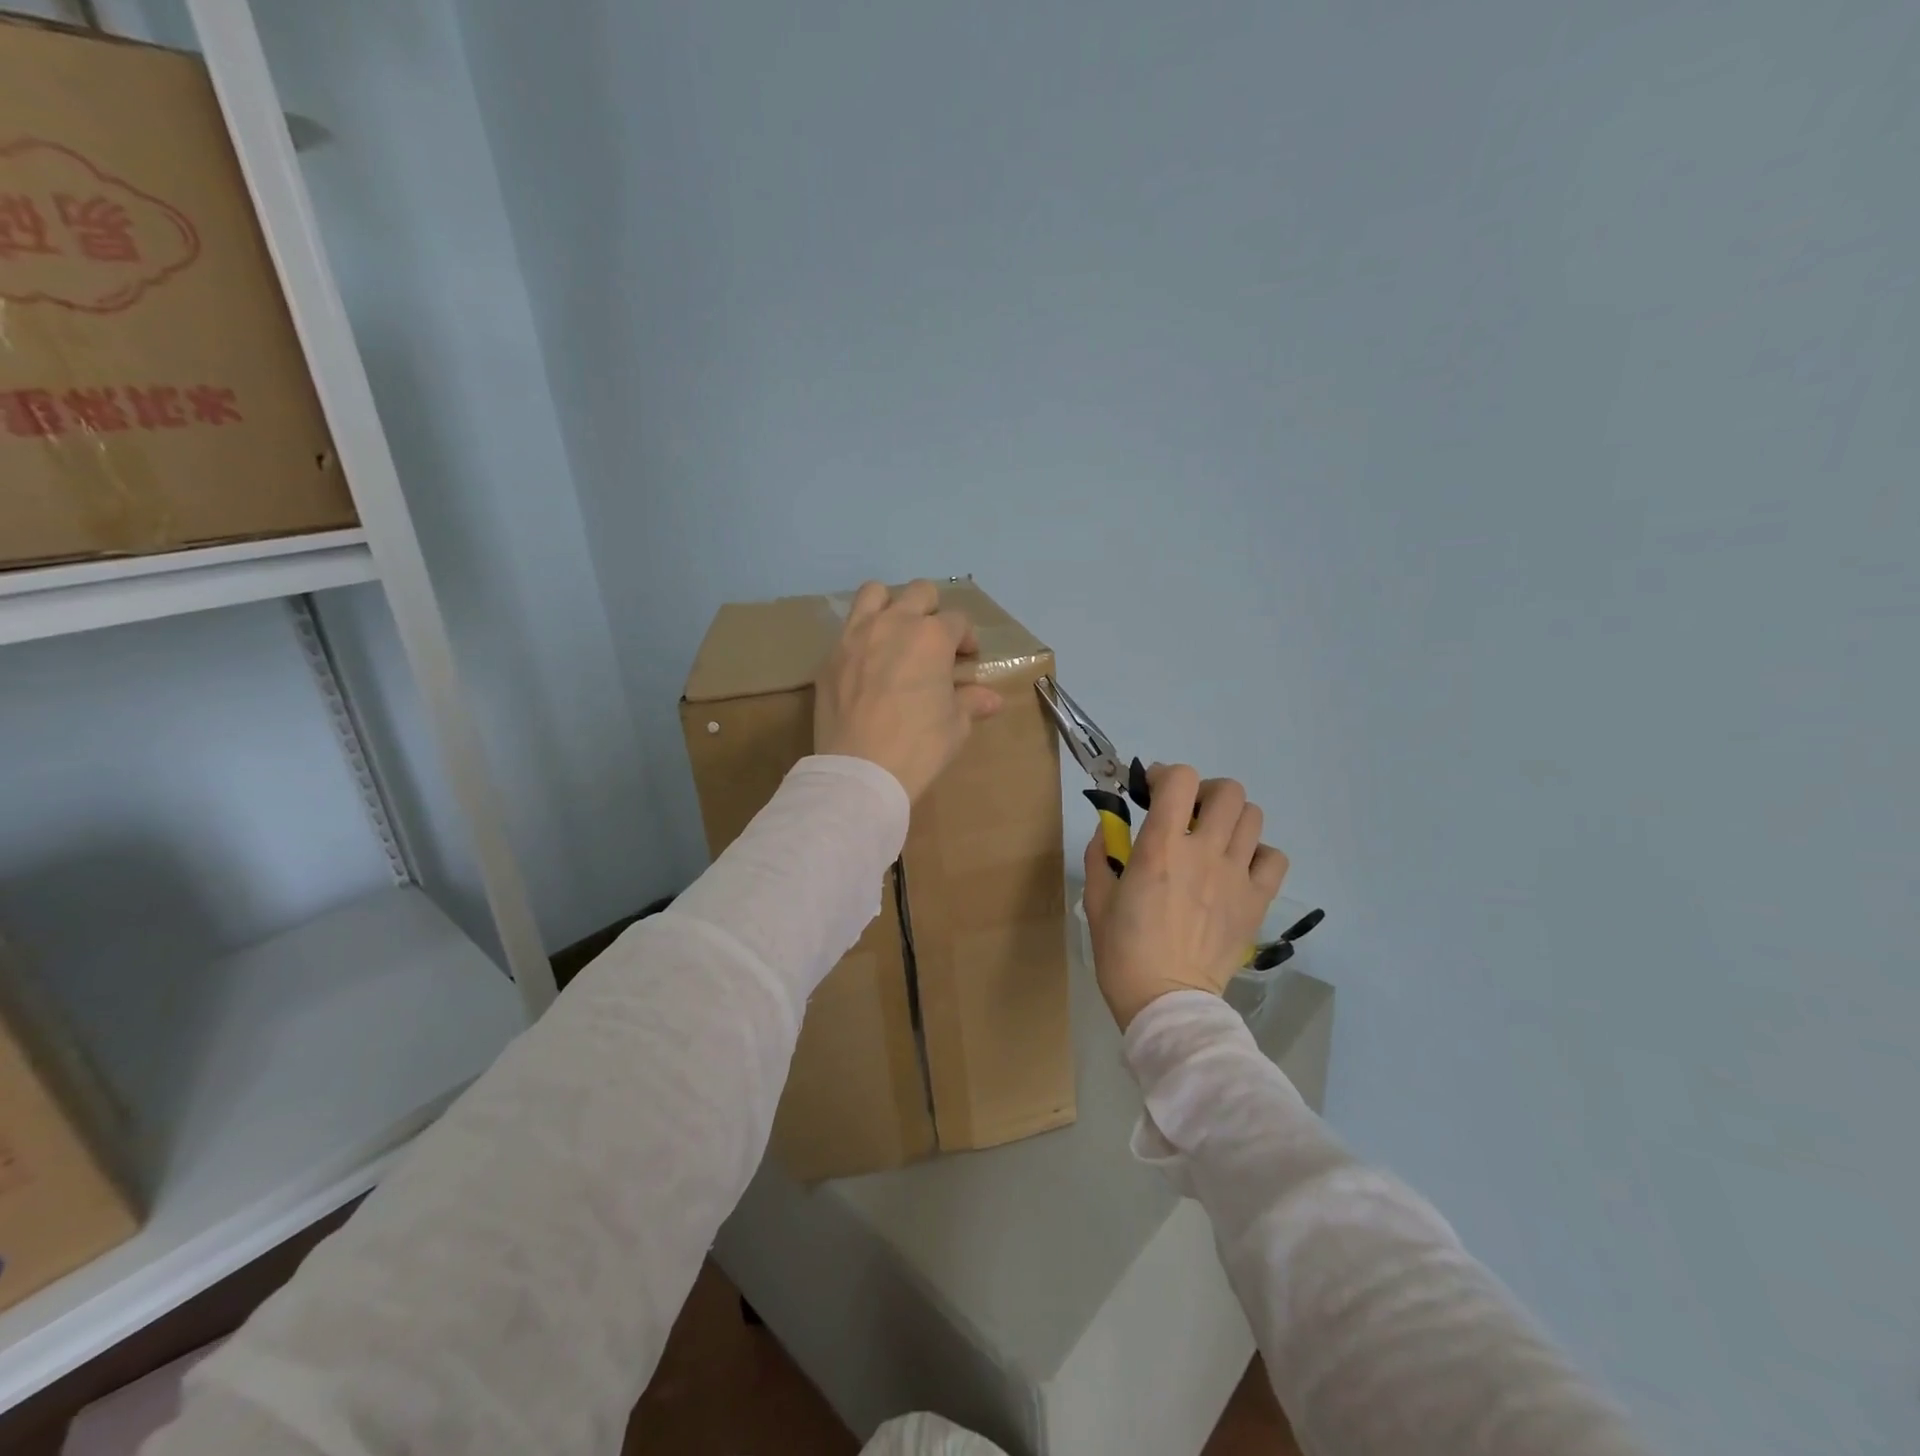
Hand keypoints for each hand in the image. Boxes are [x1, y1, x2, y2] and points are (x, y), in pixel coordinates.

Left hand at [814, 580, 1002, 800]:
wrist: (860, 770)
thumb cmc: (919, 745)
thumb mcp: (955, 726)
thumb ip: (971, 702)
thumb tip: (991, 699)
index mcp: (932, 637)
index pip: (957, 621)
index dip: (966, 639)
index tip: (967, 659)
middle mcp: (894, 624)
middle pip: (919, 593)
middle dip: (932, 610)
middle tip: (934, 642)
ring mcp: (856, 636)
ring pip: (874, 593)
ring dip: (890, 605)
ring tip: (895, 634)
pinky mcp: (830, 657)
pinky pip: (848, 630)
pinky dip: (862, 638)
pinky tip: (867, 665)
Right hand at [1082, 764, 1289, 1030]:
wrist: (1166, 1002)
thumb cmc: (1123, 951)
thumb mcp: (1097, 898)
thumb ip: (1100, 854)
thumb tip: (1109, 828)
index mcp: (1160, 848)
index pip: (1181, 780)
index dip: (1167, 775)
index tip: (1153, 791)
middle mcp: (1203, 853)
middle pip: (1227, 791)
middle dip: (1205, 792)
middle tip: (1189, 813)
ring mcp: (1235, 877)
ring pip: (1253, 817)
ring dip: (1231, 818)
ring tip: (1214, 838)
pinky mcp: (1256, 902)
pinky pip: (1274, 858)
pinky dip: (1258, 853)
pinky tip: (1238, 867)